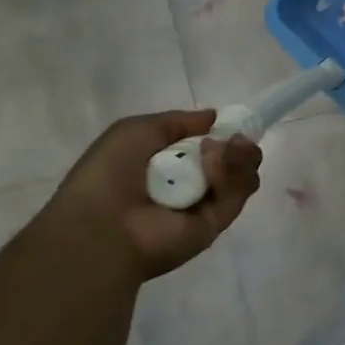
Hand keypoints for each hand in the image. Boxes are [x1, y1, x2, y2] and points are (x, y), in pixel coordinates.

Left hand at [35, 112, 261, 281]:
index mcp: (168, 163)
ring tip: (221, 151)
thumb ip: (178, 121)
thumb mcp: (135, 130)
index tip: (230, 124)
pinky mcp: (217, 223)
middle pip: (233, 158)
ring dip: (238, 156)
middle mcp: (190, 183)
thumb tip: (215, 118)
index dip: (222, 132)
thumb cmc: (109, 175)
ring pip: (241, 174)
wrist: (102, 227)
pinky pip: (238, 193)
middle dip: (238, 143)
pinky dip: (233, 175)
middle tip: (233, 139)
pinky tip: (215, 166)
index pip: (209, 145)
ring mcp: (205, 204)